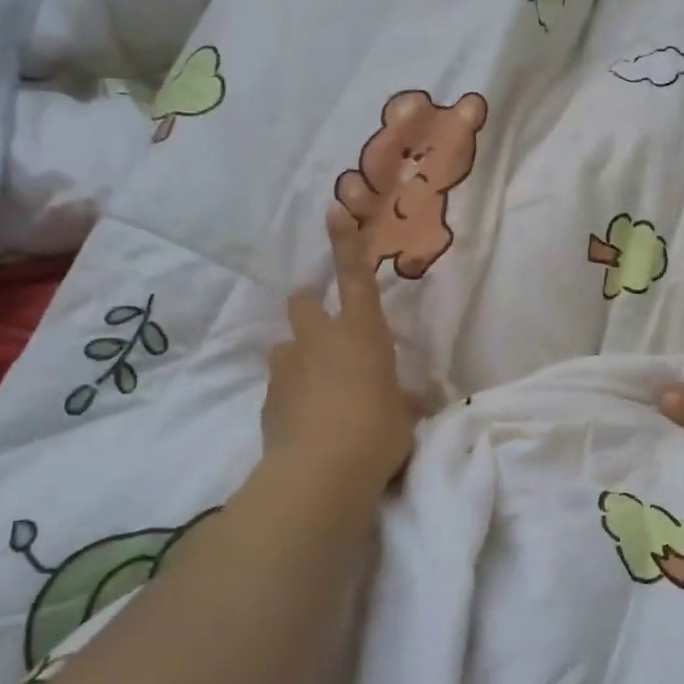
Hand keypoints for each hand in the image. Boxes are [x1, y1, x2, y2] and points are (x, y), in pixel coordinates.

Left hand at [262, 203, 415, 492]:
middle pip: (303, 302)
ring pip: (287, 347)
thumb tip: (415, 397)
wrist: (321, 474)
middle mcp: (319, 340)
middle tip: (326, 333)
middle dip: (311, 308)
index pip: (355, 277)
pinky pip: (281, 387)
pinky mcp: (268, 400)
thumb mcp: (403, 415)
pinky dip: (292, 396)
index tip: (333, 209)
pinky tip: (307, 425)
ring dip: (300, 359)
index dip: (346, 242)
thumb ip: (404, 399)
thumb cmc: (377, 432)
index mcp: (361, 334)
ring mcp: (288, 368)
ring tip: (319, 392)